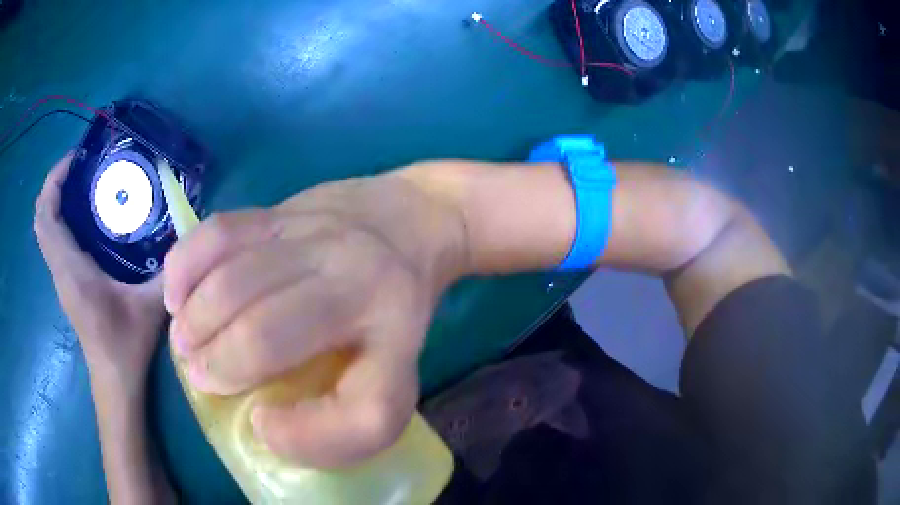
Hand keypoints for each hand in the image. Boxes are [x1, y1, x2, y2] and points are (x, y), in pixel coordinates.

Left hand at [34, 155, 166, 389]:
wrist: (114, 380)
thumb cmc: (126, 345)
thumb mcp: (151, 305)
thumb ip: (167, 269)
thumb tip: (186, 235)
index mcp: (71, 269)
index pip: (47, 216)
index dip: (54, 181)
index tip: (74, 159)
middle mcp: (59, 268)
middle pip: (41, 217)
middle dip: (54, 185)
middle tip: (80, 168)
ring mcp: (60, 276)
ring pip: (45, 229)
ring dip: (56, 201)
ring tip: (82, 185)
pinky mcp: (66, 282)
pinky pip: (53, 241)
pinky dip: (60, 220)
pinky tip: (85, 217)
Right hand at [164, 166, 467, 466]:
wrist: (413, 220)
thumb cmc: (393, 307)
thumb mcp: (393, 366)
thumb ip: (348, 409)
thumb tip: (266, 424)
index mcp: (400, 340)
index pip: (369, 410)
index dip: (310, 439)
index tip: (264, 426)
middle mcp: (359, 284)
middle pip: (268, 336)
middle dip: (221, 366)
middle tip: (201, 377)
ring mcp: (316, 238)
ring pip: (234, 282)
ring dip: (196, 322)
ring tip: (185, 341)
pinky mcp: (285, 209)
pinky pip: (219, 234)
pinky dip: (185, 267)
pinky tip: (177, 294)